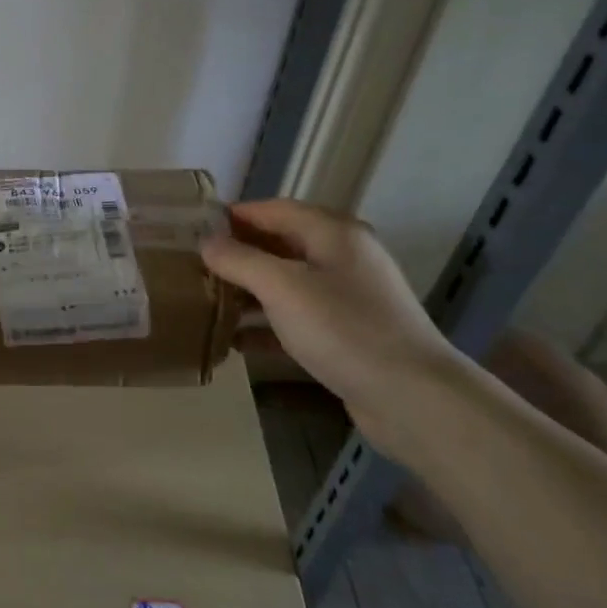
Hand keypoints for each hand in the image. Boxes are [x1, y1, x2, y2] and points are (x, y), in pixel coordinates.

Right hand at [201, 200, 473, 459]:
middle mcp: (343, 258)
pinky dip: (267, 325)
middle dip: (237, 255)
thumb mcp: (282, 288)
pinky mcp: (348, 334)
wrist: (413, 398)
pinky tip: (235, 341)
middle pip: (280, 245)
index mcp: (333, 233)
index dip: (233, 216)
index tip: (193, 229)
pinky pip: (297, 318)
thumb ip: (240, 260)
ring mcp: (348, 298)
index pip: (273, 210)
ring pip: (286, 284)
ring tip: (206, 303)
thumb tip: (206, 243)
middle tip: (194, 267)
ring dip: (248, 292)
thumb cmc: (343, 328)